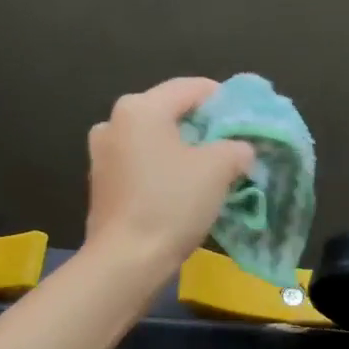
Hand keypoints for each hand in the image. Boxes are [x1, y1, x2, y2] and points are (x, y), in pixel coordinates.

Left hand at [83, 77, 254, 280]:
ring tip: (210, 172)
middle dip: (203, 128)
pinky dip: (163, 171)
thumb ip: (236, 149)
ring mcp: (102, 154)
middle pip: (170, 113)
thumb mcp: (218, 169)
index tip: (247, 119)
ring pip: (154, 141)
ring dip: (182, 151)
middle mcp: (114, 122)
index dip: (224, 100)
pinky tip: (182, 192)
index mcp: (140, 107)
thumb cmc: (172, 204)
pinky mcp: (101, 184)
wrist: (126, 261)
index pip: (191, 88)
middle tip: (232, 147)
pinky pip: (141, 165)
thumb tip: (240, 151)